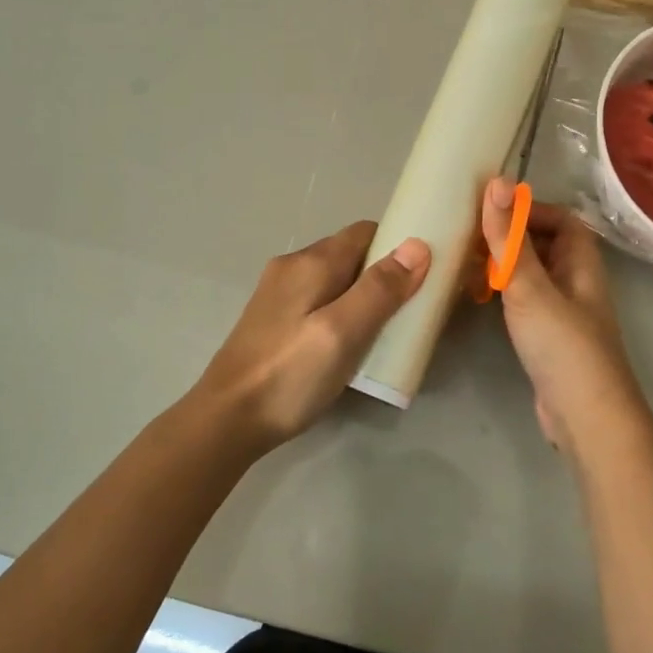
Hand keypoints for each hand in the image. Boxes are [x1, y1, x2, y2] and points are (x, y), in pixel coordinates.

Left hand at [194, 221, 429, 450]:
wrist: (226, 420)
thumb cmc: (290, 375)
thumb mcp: (343, 332)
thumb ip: (379, 289)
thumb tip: (417, 245)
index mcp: (311, 262)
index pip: (366, 232)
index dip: (398, 245)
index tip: (426, 274)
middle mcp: (293, 267)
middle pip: (351, 255)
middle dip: (385, 274)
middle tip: (411, 309)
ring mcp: (279, 294)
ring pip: (336, 280)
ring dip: (364, 296)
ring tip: (387, 330)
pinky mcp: (273, 320)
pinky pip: (319, 301)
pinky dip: (343, 312)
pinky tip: (350, 344)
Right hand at [480, 176, 647, 452]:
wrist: (585, 417)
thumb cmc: (562, 345)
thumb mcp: (529, 286)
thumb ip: (509, 238)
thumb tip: (497, 180)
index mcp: (582, 264)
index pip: (563, 220)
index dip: (531, 210)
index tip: (492, 212)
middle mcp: (577, 283)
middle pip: (547, 245)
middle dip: (511, 237)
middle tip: (469, 236)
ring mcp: (564, 314)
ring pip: (534, 276)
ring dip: (505, 266)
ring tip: (466, 263)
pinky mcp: (549, 340)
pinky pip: (525, 303)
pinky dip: (504, 295)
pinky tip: (479, 299)